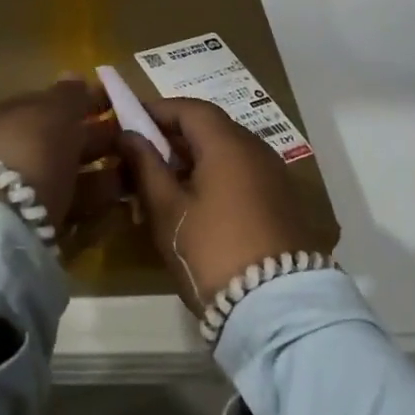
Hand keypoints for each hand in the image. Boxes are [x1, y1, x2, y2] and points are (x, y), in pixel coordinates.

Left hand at [0, 77, 121, 253]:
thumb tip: (74, 76)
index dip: (81, 103)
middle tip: (135, 140)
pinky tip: (120, 203)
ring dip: (102, 173)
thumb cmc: (27, 151)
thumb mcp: (51, 113)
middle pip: (58, 142)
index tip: (115, 105)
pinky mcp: (30, 228)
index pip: (47, 105)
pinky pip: (69, 208)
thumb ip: (67, 96)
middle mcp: (6, 153)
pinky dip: (95, 204)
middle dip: (96, 140)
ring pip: (66, 176)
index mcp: (3, 118)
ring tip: (138, 173)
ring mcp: (15, 192)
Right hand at [115, 97, 333, 310]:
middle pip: (211, 128)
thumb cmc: (211, 250)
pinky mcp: (285, 202)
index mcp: (229, 143)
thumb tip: (129, 134)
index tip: (129, 121)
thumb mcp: (168, 209)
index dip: (157, 110)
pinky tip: (197, 204)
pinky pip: (244, 174)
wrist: (277, 306)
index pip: (190, 108)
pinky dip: (217, 176)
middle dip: (174, 136)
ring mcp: (276, 175)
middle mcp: (257, 149)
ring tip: (164, 183)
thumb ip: (146, 166)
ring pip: (228, 152)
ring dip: (196, 158)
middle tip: (141, 156)